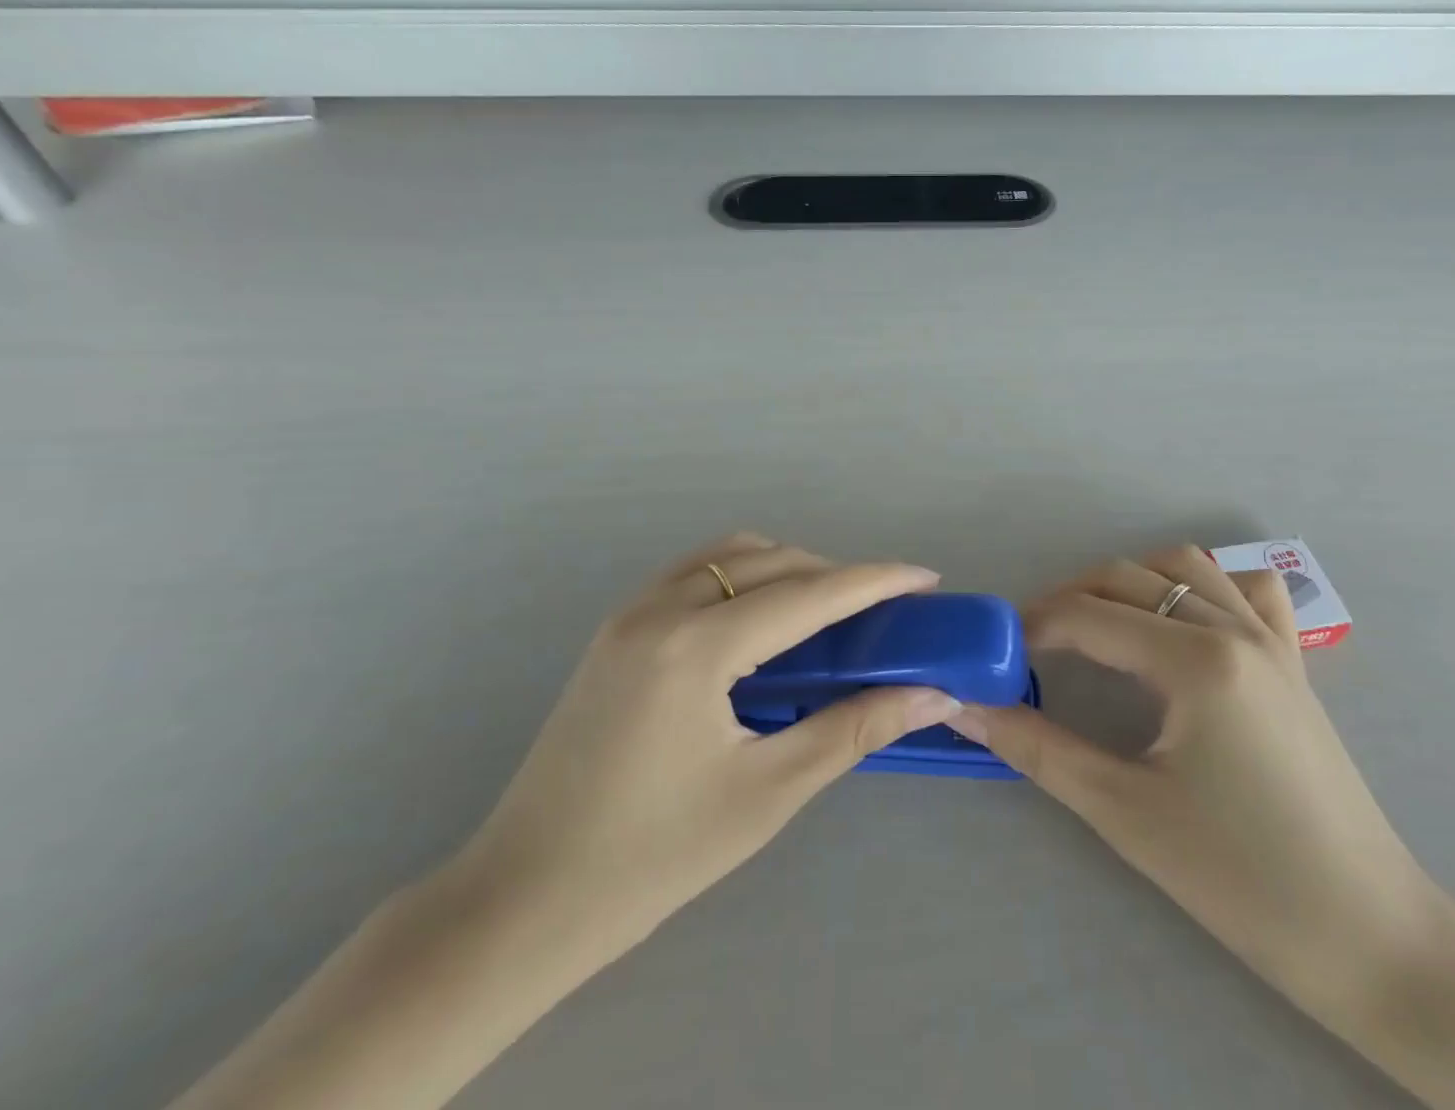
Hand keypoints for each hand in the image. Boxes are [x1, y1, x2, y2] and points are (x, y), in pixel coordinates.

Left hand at [448, 533, 961, 971]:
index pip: (808, 594)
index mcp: (697, 645)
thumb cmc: (653, 856)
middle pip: (771, 561)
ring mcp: (630, 612)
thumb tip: (931, 696)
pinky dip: (742, 578)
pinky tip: (760, 625)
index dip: (875, 580)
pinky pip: (695, 573)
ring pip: (729, 555)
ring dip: (787, 568)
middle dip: (834, 575)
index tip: (925, 577)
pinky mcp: (615, 629)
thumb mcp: (767, 793)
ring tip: (826, 614)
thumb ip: (853, 729)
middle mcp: (661, 607)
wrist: (524, 899)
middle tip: (882, 611)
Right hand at [956, 545, 1439, 1019]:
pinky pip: (1247, 588)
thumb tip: (963, 707)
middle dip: (1068, 600)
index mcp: (1194, 660)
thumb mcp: (1122, 811)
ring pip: (1183, 566)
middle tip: (1032, 647)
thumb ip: (1036, 747)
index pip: (1086, 616)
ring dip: (1128, 581)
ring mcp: (1270, 638)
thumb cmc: (1240, 879)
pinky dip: (1205, 585)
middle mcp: (1232, 628)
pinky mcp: (1292, 660)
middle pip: (1125, 577)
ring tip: (1096, 628)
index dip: (1030, 627)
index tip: (995, 652)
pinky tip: (1183, 620)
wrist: (1368, 936)